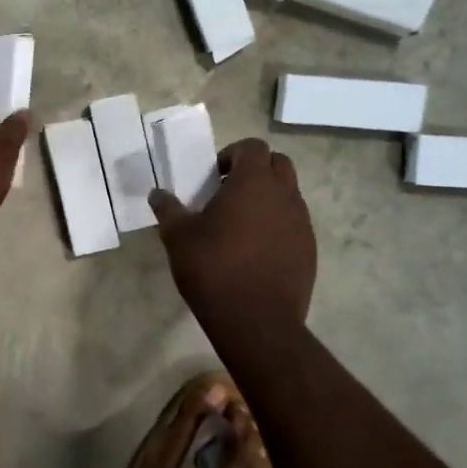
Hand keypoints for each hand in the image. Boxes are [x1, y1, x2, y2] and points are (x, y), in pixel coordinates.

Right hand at [149, 138, 314, 331]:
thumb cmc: (213, 268)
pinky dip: (277, 225)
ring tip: (240, 224)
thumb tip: (157, 194)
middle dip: (255, 170)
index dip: (232, 154)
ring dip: (268, 198)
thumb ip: (168, 209)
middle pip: (278, 164)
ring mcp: (301, 223)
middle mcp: (284, 195)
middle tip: (228, 192)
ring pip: (289, 194)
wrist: (256, 321)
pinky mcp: (309, 249)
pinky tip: (255, 250)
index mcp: (253, 183)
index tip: (213, 175)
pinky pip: (294, 223)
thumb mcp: (178, 237)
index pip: (252, 147)